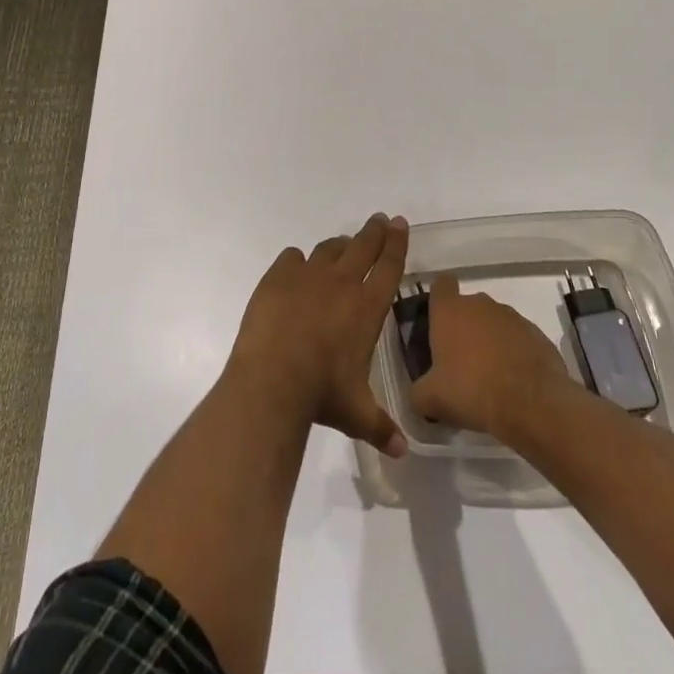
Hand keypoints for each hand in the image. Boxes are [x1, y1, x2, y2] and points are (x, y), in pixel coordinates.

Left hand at [227, 214, 408, 456]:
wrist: (273, 378)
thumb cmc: (322, 393)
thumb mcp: (357, 414)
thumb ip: (380, 427)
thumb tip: (401, 453)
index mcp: (367, 308)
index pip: (389, 267)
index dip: (397, 244)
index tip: (400, 225)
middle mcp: (342, 283)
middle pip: (363, 246)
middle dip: (374, 232)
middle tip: (381, 220)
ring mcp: (308, 275)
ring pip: (329, 248)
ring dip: (340, 245)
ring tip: (343, 245)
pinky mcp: (278, 276)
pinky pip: (292, 257)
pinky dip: (298, 261)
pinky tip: (296, 268)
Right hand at [410, 274, 574, 440]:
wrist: (532, 405)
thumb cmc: (472, 390)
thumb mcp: (431, 399)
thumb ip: (418, 392)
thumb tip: (418, 395)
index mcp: (449, 310)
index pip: (441, 285)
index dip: (439, 300)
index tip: (437, 322)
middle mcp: (480, 304)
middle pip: (468, 306)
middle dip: (465, 327)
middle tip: (461, 361)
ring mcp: (512, 317)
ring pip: (494, 322)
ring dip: (491, 341)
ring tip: (490, 376)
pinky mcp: (538, 335)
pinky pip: (519, 339)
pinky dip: (515, 354)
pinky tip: (515, 383)